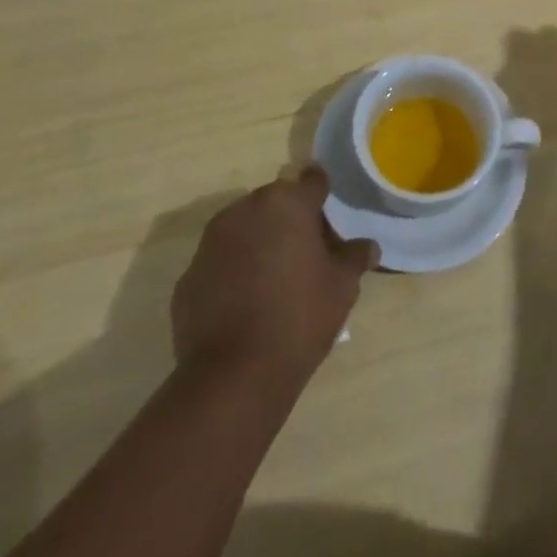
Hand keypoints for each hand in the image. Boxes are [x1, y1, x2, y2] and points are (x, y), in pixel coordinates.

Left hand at [171, 167, 378, 389]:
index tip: (330, 216)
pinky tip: (245, 302)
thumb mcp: (342, 287)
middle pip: (276, 202)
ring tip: (274, 278)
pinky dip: (233, 270)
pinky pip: (220, 260)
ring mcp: (211, 240)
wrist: (233, 376)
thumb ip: (355, 257)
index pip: (313, 181)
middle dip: (290, 219)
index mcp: (287, 203)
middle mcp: (246, 209)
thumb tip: (368, 246)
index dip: (324, 196)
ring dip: (259, 241)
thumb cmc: (299, 318)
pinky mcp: (189, 274)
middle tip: (306, 253)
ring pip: (244, 228)